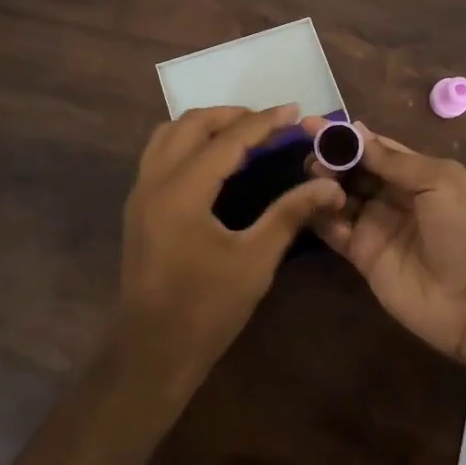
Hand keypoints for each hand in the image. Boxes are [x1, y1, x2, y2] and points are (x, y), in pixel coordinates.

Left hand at [119, 105, 344, 386]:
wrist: (152, 353)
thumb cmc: (207, 310)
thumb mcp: (256, 261)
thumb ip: (290, 214)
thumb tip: (328, 186)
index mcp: (182, 191)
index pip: (227, 139)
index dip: (264, 122)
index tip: (294, 111)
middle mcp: (154, 181)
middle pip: (191, 123)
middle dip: (233, 116)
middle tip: (270, 124)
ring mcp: (140, 192)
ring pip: (169, 134)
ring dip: (206, 125)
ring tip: (243, 135)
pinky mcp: (137, 206)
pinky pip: (160, 154)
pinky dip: (188, 143)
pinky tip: (215, 161)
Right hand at [300, 119, 465, 363]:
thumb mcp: (440, 183)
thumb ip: (395, 160)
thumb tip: (356, 131)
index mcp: (417, 174)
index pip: (373, 147)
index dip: (345, 136)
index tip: (311, 124)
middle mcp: (393, 196)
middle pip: (353, 170)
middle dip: (330, 158)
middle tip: (309, 154)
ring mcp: (376, 226)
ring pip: (339, 197)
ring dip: (322, 184)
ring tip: (309, 175)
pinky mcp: (363, 256)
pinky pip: (334, 230)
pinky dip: (320, 216)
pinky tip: (310, 203)